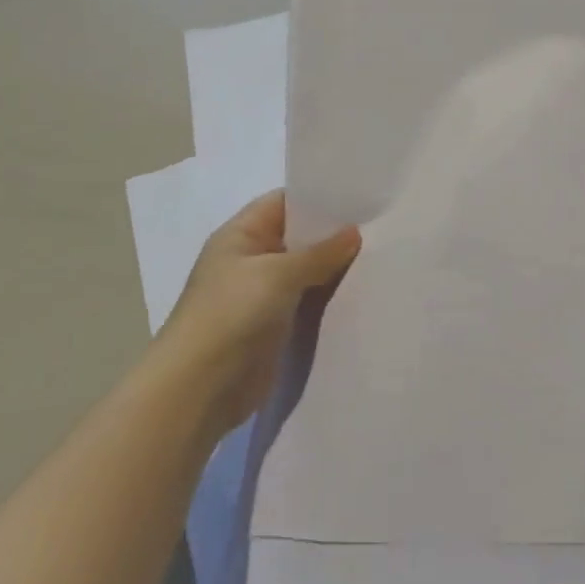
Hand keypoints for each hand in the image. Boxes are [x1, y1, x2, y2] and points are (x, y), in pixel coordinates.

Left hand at [156, 190, 359, 429]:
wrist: (202, 387)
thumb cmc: (231, 315)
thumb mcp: (278, 274)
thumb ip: (320, 253)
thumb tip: (354, 233)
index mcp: (240, 236)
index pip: (283, 203)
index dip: (318, 197)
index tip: (361, 197)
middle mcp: (251, 260)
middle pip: (299, 237)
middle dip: (335, 234)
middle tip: (381, 227)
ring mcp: (264, 295)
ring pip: (308, 271)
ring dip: (336, 268)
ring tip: (382, 255)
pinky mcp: (277, 325)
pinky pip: (310, 301)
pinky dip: (332, 297)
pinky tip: (365, 291)